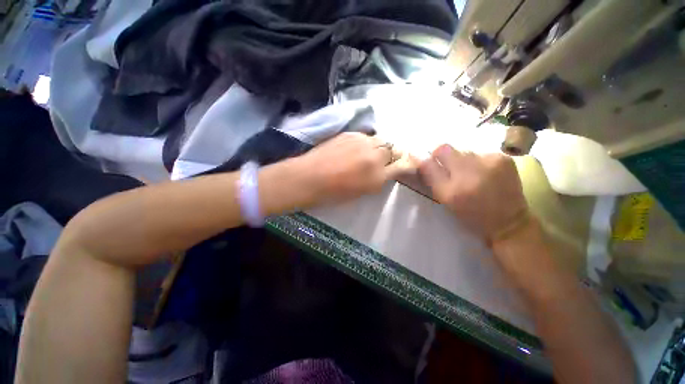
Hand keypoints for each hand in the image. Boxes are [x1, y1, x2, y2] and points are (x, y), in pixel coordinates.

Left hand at [297, 132, 414, 203]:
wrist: (310, 178)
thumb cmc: (334, 193)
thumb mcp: (363, 192)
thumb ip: (379, 180)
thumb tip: (388, 170)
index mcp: (378, 177)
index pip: (403, 165)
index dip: (407, 163)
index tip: (406, 163)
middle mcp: (374, 157)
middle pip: (394, 148)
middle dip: (394, 153)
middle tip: (387, 158)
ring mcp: (362, 142)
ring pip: (381, 139)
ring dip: (380, 146)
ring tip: (371, 153)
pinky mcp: (350, 134)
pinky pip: (366, 136)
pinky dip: (367, 142)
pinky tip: (357, 149)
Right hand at [419, 144, 527, 240]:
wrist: (508, 221)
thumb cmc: (470, 214)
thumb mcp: (444, 199)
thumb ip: (431, 177)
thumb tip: (420, 156)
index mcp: (452, 188)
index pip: (431, 159)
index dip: (429, 158)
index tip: (431, 164)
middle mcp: (470, 171)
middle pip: (447, 149)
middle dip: (444, 158)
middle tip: (451, 171)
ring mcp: (490, 161)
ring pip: (464, 151)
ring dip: (462, 161)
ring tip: (469, 175)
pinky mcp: (504, 158)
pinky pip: (480, 153)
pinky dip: (477, 161)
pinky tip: (484, 173)